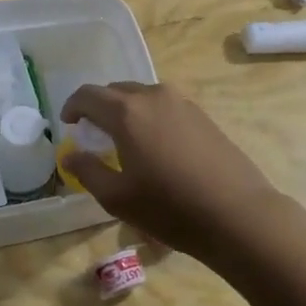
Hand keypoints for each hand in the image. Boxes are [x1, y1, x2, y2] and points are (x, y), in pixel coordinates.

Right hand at [59, 82, 283, 258]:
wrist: (237, 213)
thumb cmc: (170, 207)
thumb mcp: (117, 197)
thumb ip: (87, 170)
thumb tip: (70, 154)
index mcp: (127, 112)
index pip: (88, 95)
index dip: (72, 107)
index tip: (68, 124)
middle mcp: (154, 96)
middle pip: (116, 91)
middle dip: (99, 108)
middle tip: (93, 135)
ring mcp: (183, 103)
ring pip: (143, 97)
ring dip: (126, 112)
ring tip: (124, 141)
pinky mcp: (203, 115)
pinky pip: (165, 107)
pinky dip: (150, 118)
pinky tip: (156, 147)